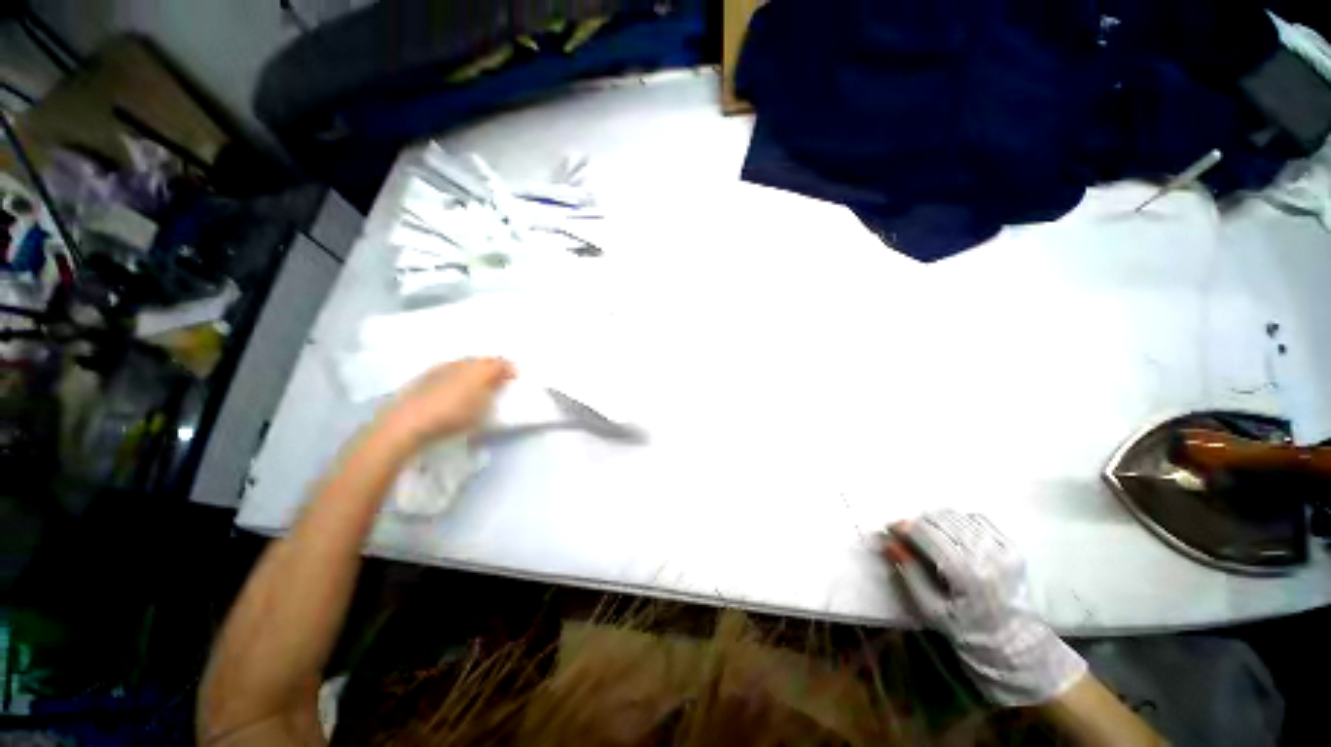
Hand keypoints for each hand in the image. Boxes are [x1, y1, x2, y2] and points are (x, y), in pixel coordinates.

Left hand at [380, 357, 514, 447]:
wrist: (408, 421)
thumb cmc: (454, 414)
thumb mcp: (484, 407)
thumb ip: (494, 390)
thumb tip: (501, 378)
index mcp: (479, 368)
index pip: (500, 362)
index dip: (509, 369)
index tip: (514, 378)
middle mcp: (462, 362)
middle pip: (482, 361)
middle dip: (491, 368)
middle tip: (498, 381)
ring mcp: (442, 367)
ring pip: (465, 365)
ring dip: (474, 372)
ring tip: (477, 386)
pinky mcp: (426, 377)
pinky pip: (450, 372)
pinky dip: (458, 377)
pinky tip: (456, 389)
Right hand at [880, 510, 1085, 706]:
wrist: (1013, 644)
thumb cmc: (965, 630)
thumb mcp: (930, 608)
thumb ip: (908, 571)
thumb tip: (888, 542)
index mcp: (965, 573)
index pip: (926, 533)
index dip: (904, 527)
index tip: (891, 528)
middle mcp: (986, 556)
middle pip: (941, 520)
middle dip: (918, 523)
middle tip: (908, 535)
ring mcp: (1003, 550)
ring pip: (958, 517)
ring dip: (937, 521)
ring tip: (929, 535)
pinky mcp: (1012, 547)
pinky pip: (979, 520)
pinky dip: (960, 521)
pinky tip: (954, 535)